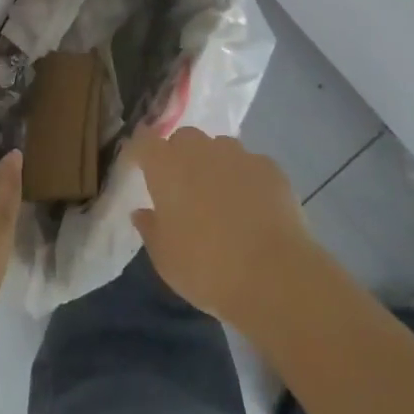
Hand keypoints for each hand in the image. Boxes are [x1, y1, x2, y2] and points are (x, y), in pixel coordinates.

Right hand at [127, 126, 314, 328]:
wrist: (274, 276)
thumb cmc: (206, 268)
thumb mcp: (165, 258)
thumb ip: (150, 228)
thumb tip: (142, 212)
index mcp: (166, 167)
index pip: (144, 141)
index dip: (140, 152)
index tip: (139, 167)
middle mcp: (200, 150)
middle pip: (183, 138)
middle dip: (179, 156)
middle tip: (183, 188)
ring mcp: (238, 155)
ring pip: (219, 147)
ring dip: (214, 164)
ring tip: (222, 197)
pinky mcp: (270, 167)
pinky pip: (250, 164)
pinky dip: (246, 178)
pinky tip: (254, 207)